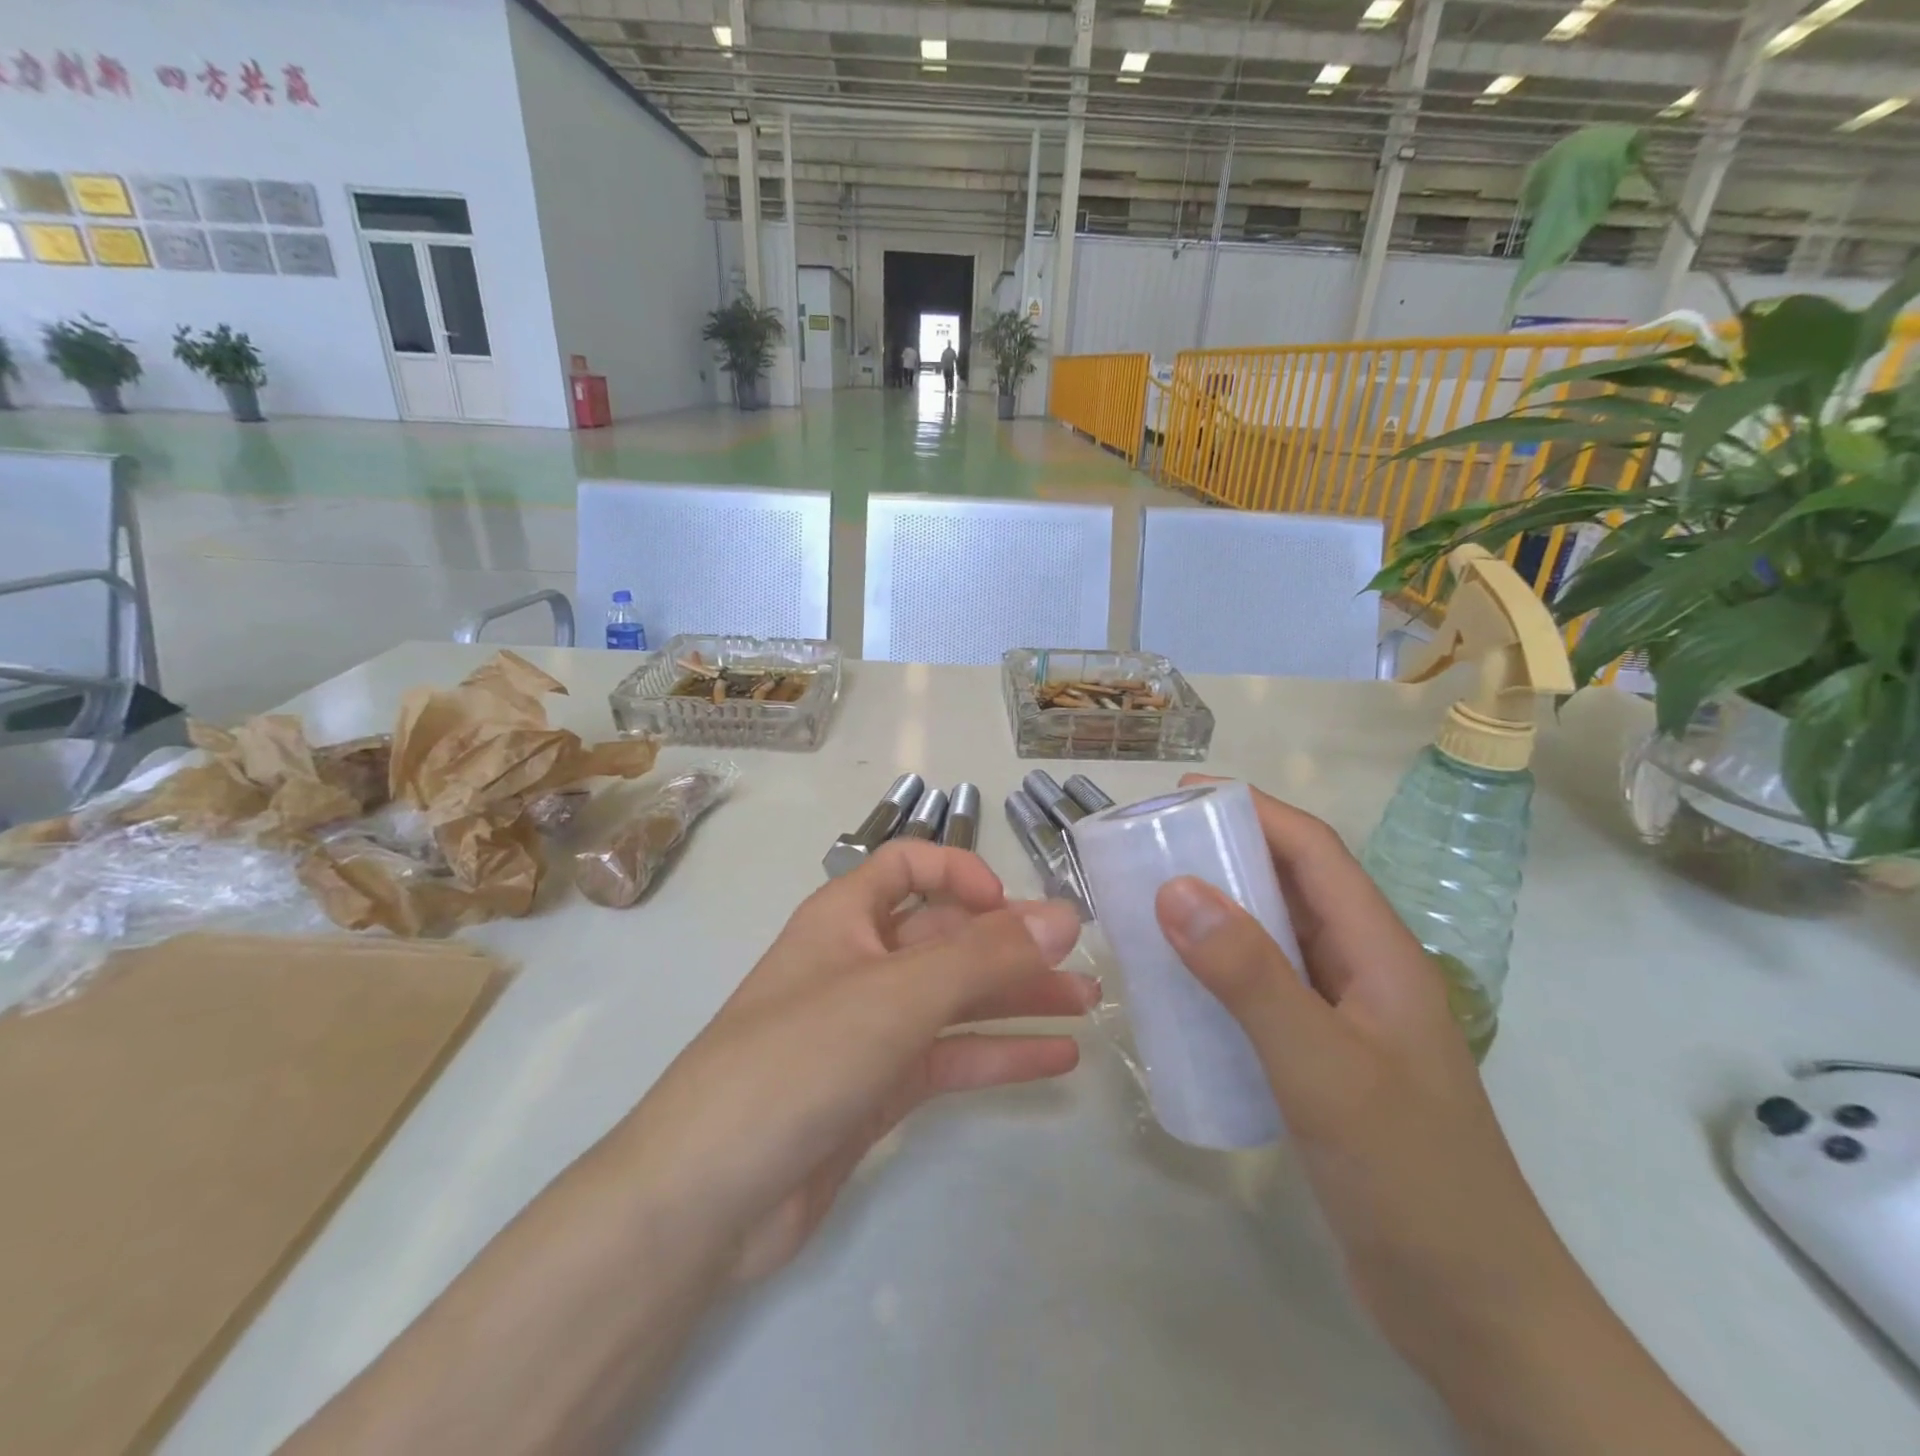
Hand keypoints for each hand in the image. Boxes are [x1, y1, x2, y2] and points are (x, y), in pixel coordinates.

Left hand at [620, 838, 1095, 1283]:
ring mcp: (868, 1029)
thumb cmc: (800, 1057)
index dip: (961, 873)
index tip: (1010, 908)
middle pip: (945, 937)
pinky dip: (998, 1054)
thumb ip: (985, 955)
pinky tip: (1057, 1059)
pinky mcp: (877, 1089)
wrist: (709, 1194)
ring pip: (954, 999)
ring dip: (1016, 999)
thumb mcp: (898, 993)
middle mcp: (858, 962)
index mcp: (845, 917)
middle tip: (1083, 966)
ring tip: (1088, 1007)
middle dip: (1011, 947)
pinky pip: (949, 1057)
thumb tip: (1064, 917)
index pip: (908, 866)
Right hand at [1153, 779, 1733, 1454]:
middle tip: (1152, 848)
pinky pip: (1264, 989)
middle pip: (1293, 886)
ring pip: (1275, 937)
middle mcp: (1364, 971)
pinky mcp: (1324, 1060)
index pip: (1315, 852)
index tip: (1181, 796)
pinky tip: (1178, 986)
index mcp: (1380, 953)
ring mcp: (1345, 1018)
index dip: (1253, 810)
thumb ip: (1250, 976)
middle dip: (1227, 851)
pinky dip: (1220, 969)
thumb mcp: (1322, 1068)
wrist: (1474, 1312)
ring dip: (1219, 910)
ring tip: (1150, 903)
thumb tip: (1176, 889)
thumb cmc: (1409, 1177)